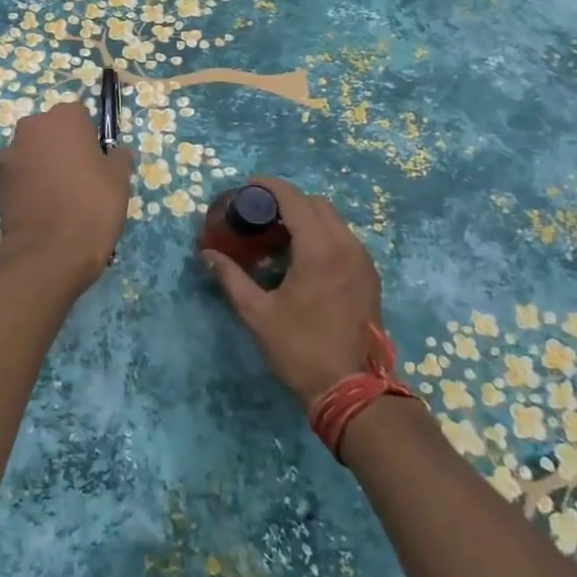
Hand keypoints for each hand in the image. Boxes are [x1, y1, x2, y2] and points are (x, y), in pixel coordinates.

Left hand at [0, 103, 133, 285]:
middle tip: (82, 177)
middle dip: (64, 146)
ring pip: (35, 152)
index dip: (90, 137)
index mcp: (64, 117)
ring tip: (62, 196)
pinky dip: (32, 183)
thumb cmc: (92, 206)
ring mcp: (11, 153)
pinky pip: (22, 173)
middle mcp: (32, 127)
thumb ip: (118, 157)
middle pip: (52, 130)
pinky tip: (46, 207)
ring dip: (46, 164)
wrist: (50, 251)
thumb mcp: (119, 179)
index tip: (98, 161)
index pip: (80, 116)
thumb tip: (115, 153)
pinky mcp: (0, 180)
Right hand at [202, 177, 381, 408]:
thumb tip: (207, 254)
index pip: (295, 200)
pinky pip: (344, 240)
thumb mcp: (257, 313)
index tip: (248, 186)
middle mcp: (348, 247)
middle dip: (287, 200)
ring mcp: (363, 262)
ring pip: (334, 221)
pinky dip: (321, 235)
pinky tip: (300, 258)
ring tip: (277, 235)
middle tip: (259, 213)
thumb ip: (231, 278)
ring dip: (306, 218)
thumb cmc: (300, 349)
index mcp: (320, 250)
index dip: (270, 186)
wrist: (352, 390)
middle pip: (317, 204)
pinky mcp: (369, 278)